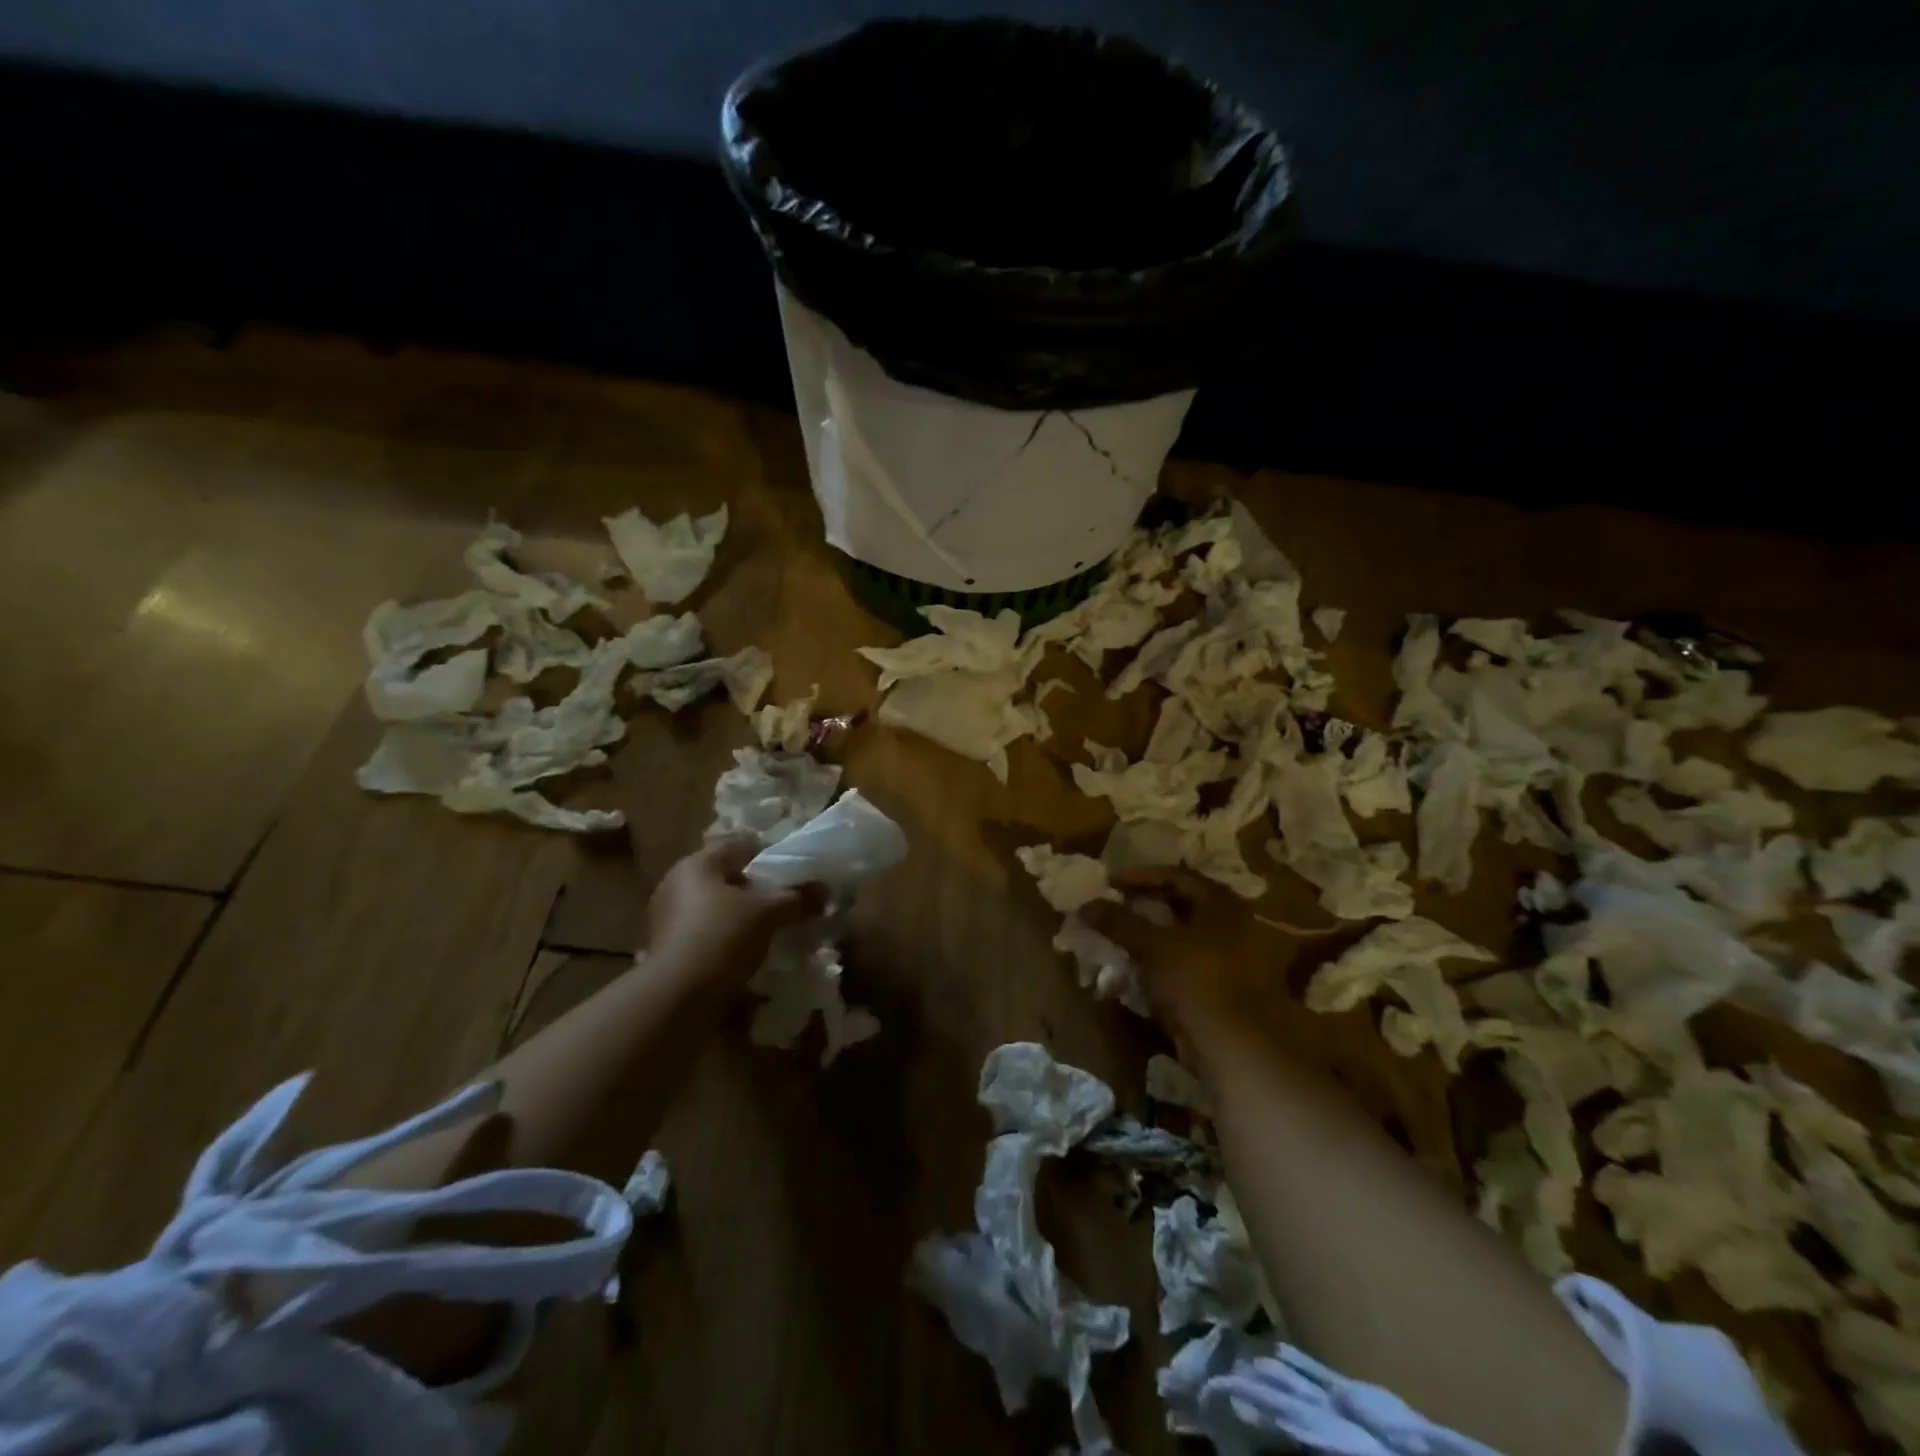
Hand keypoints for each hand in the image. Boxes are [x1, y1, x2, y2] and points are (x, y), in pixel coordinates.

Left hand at [647, 837, 826, 986]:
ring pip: (718, 905)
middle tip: (788, 901)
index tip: (796, 873)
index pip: (741, 844)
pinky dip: (729, 937)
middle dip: (758, 888)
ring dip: (744, 915)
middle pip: (728, 875)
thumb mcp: (769, 913)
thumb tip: (825, 891)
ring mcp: (668, 917)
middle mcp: (677, 883)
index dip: (772, 854)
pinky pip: (707, 931)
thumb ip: (798, 897)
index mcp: (697, 864)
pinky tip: (749, 952)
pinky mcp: (668, 948)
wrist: (677, 999)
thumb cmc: (722, 938)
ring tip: (773, 929)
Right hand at [1081, 867, 1281, 1051]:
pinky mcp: (1222, 988)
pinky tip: (1136, 968)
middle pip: (1181, 905)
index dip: (1140, 876)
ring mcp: (1230, 958)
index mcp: (1222, 905)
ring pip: (1182, 937)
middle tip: (1114, 905)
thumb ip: (1119, 922)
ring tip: (1119, 936)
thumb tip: (1086, 904)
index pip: (1177, 876)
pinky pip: (1185, 964)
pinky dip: (1160, 962)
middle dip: (1145, 905)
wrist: (1236, 1047)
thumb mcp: (1153, 946)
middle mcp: (1232, 925)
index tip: (1110, 883)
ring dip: (1150, 935)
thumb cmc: (1197, 981)